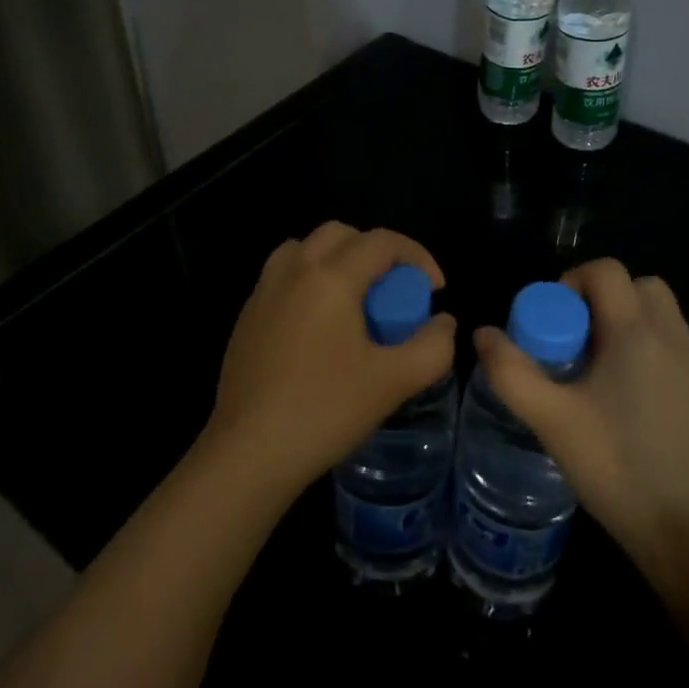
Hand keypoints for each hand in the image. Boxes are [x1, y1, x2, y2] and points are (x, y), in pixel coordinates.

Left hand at [206, 222, 456, 497]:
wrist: (249, 453)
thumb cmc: (325, 411)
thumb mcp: (394, 381)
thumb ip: (432, 346)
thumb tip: (442, 322)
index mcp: (330, 277)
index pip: (381, 242)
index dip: (417, 257)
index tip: (434, 291)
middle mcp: (293, 271)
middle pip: (340, 234)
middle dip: (376, 252)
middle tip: (394, 292)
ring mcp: (262, 292)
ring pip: (305, 249)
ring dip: (337, 260)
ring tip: (355, 301)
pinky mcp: (246, 317)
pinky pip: (283, 277)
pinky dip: (309, 282)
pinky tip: (319, 329)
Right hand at [474, 258, 688, 588]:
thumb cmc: (618, 467)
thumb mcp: (552, 420)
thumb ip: (511, 372)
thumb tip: (483, 334)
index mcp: (636, 331)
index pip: (606, 271)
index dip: (570, 282)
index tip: (549, 323)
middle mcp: (669, 336)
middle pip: (636, 285)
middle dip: (598, 298)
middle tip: (570, 338)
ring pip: (655, 313)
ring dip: (621, 320)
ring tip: (590, 364)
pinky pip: (666, 342)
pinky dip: (640, 346)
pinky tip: (616, 394)